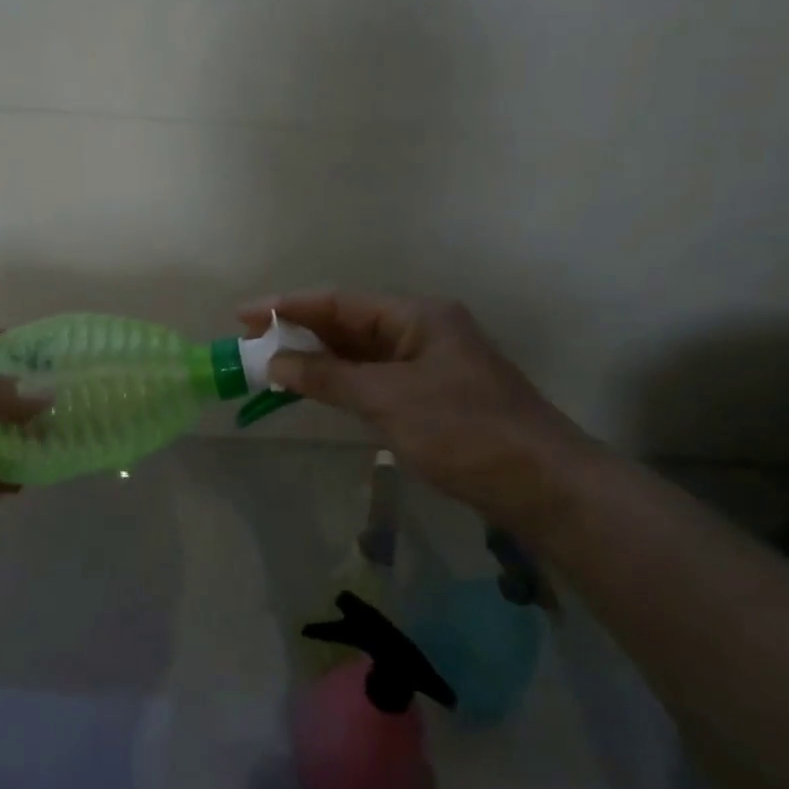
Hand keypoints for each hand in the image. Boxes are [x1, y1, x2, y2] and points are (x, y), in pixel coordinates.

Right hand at [239, 292, 597, 537]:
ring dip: (319, 358)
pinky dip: (342, 381)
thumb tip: (275, 361)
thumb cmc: (464, 431)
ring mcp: (429, 364)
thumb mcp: (388, 400)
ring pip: (360, 352)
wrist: (544, 486)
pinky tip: (316, 388)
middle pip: (348, 323)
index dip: (288, 306)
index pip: (339, 302)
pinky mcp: (432, 395)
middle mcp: (422, 330)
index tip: (243, 315)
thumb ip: (328, 377)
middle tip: (251, 343)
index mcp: (417, 316)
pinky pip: (374, 377)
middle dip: (300, 332)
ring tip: (272, 364)